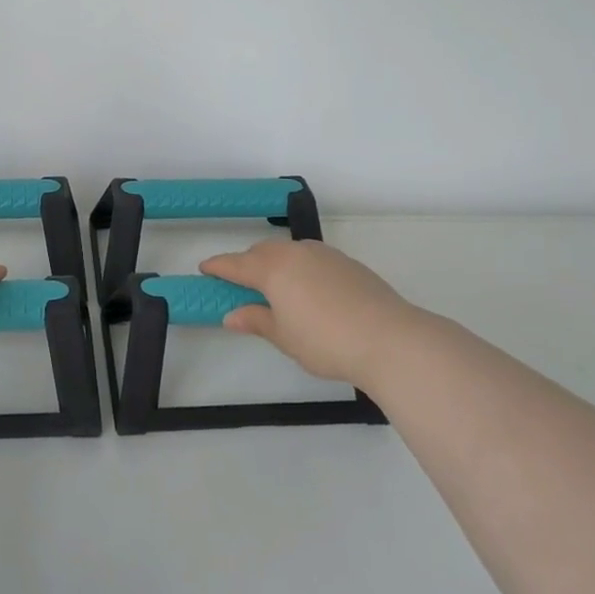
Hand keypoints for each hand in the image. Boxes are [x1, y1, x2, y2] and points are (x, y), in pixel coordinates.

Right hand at [199, 239, 447, 387]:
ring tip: (275, 288)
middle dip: (248, 264)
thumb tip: (231, 315)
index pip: (236, 264)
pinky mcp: (348, 263)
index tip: (204, 268)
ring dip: (275, 263)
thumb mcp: (284, 337)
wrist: (390, 339)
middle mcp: (296, 253)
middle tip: (240, 284)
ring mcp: (325, 254)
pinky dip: (300, 268)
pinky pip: (312, 258)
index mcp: (273, 268)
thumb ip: (256, 320)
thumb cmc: (326, 341)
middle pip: (262, 252)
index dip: (218, 267)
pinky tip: (308, 291)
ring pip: (290, 252)